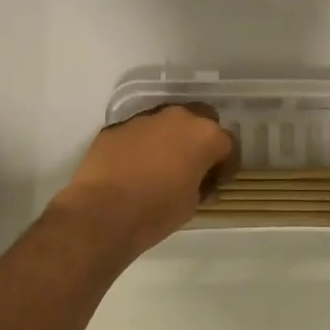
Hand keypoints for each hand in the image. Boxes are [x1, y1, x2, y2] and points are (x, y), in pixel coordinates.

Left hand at [49, 103, 237, 259]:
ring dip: (169, 139)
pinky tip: (133, 167)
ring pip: (166, 123)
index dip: (224, 164)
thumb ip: (201, 183)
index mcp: (204, 135)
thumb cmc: (157, 211)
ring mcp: (144, 118)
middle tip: (192, 164)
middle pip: (199, 119)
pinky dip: (141, 145)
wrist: (102, 212)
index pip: (227, 143)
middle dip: (199, 139)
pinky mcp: (117, 126)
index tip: (217, 181)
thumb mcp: (192, 203)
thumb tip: (198, 180)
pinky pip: (138, 132)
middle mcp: (177, 117)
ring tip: (160, 165)